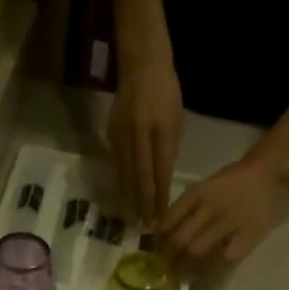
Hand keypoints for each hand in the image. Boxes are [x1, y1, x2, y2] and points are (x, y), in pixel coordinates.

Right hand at [108, 49, 183, 225]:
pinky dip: (122, 182)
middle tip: (146, 225)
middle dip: (144, 203)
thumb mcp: (177, 119)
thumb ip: (169, 149)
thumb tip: (162, 179)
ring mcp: (123, 133)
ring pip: (126, 173)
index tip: (162, 215)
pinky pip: (117, 164)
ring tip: (134, 217)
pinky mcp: (111, 134)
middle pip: (141, 176)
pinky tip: (124, 196)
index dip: (161, 194)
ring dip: (130, 197)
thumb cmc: (167, 91)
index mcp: (161, 128)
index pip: (161, 170)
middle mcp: (140, 132)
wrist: (141, 64)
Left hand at [158, 154, 288, 268]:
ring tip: (180, 277)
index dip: (159, 240)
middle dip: (168, 258)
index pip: (169, 221)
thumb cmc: (233, 182)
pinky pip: (224, 259)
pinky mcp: (247, 236)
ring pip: (198, 251)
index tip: (156, 251)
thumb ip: (185, 207)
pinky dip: (211, 270)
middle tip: (165, 269)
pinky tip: (204, 276)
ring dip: (185, 268)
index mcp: (197, 193)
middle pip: (180, 239)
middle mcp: (210, 207)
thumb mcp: (205, 186)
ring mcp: (229, 222)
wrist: (269, 174)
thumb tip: (161, 234)